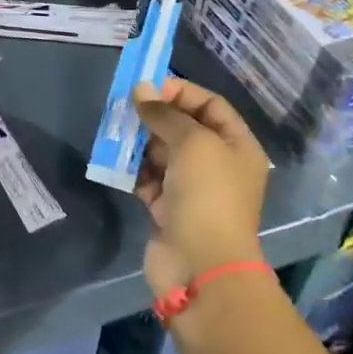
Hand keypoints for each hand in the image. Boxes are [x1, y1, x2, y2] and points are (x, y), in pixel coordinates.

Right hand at [133, 78, 270, 296]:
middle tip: (124, 109)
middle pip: (183, 128)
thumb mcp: (192, 142)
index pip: (210, 105)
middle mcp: (218, 164)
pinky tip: (117, 165)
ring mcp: (193, 189)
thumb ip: (165, 113)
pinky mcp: (169, 210)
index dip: (180, 91)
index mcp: (237, 146)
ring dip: (139, 142)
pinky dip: (133, 171)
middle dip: (154, 117)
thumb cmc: (207, 195)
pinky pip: (149, 179)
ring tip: (115, 135)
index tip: (147, 88)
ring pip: (161, 153)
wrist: (201, 265)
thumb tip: (141, 90)